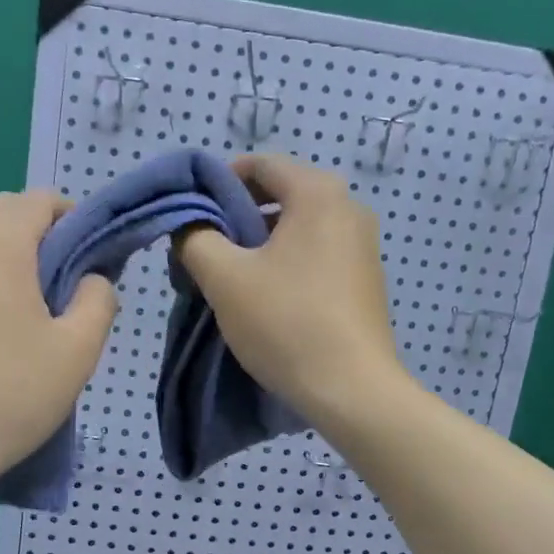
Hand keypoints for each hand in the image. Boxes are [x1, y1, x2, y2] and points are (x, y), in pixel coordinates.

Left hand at [0, 190, 116, 494]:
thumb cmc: (8, 395)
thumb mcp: (78, 351)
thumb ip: (99, 300)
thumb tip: (93, 280)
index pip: (39, 200)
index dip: (74, 218)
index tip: (93, 257)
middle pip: (3, 212)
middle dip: (41, 232)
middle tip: (66, 282)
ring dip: (8, 254)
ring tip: (30, 306)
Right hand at [178, 154, 409, 427]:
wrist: (351, 389)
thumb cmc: (286, 322)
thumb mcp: (224, 277)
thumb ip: (195, 238)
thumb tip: (188, 225)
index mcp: (318, 193)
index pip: (260, 164)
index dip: (219, 182)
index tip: (193, 214)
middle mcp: (349, 208)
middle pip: (280, 195)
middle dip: (237, 217)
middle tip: (207, 249)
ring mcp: (363, 245)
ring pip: (298, 228)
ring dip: (260, 244)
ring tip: (232, 278)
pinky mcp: (366, 280)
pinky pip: (317, 254)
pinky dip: (287, 263)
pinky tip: (269, 299)